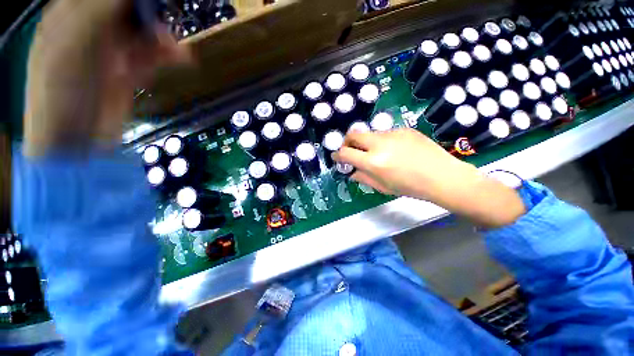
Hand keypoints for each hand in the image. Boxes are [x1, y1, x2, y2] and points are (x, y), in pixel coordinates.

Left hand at [24, 0, 189, 156]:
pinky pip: (151, 56)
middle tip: (163, 21)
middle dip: (148, 14)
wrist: (73, 139)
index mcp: (70, 15)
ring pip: (142, 31)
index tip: (150, 4)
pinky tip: (181, 57)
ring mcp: (111, 51)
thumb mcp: (72, 42)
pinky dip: (167, 55)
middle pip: (126, 10)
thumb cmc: (59, 91)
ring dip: (161, 36)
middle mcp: (91, 29)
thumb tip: (135, 0)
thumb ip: (99, 11)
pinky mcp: (128, 71)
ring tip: (174, 47)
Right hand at [332, 128, 525, 227]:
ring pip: (370, 133)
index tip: (336, 157)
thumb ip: (363, 178)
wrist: (443, 177)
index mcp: (373, 162)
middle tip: (351, 150)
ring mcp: (393, 133)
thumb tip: (351, 172)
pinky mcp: (404, 128)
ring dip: (367, 142)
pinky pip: (386, 133)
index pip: (345, 153)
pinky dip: (383, 141)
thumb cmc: (410, 187)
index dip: (337, 155)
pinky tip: (395, 150)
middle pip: (353, 134)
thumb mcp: (382, 187)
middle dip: (347, 142)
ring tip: (377, 153)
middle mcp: (380, 144)